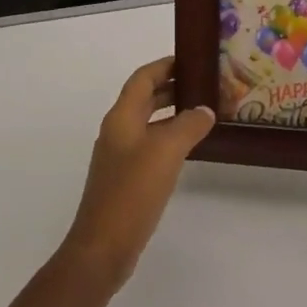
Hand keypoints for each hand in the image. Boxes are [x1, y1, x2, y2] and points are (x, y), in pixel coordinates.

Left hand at [59, 57, 214, 290]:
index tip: (190, 59)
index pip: (142, 78)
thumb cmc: (132, 191)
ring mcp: (119, 156)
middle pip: (143, 98)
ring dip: (170, 113)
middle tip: (202, 84)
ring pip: (147, 122)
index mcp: (121, 117)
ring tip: (201, 112)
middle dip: (170, 87)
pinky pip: (148, 145)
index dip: (163, 66)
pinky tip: (186, 149)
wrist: (103, 247)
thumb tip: (204, 109)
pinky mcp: (124, 179)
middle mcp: (117, 131)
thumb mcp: (165, 152)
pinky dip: (167, 138)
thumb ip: (187, 126)